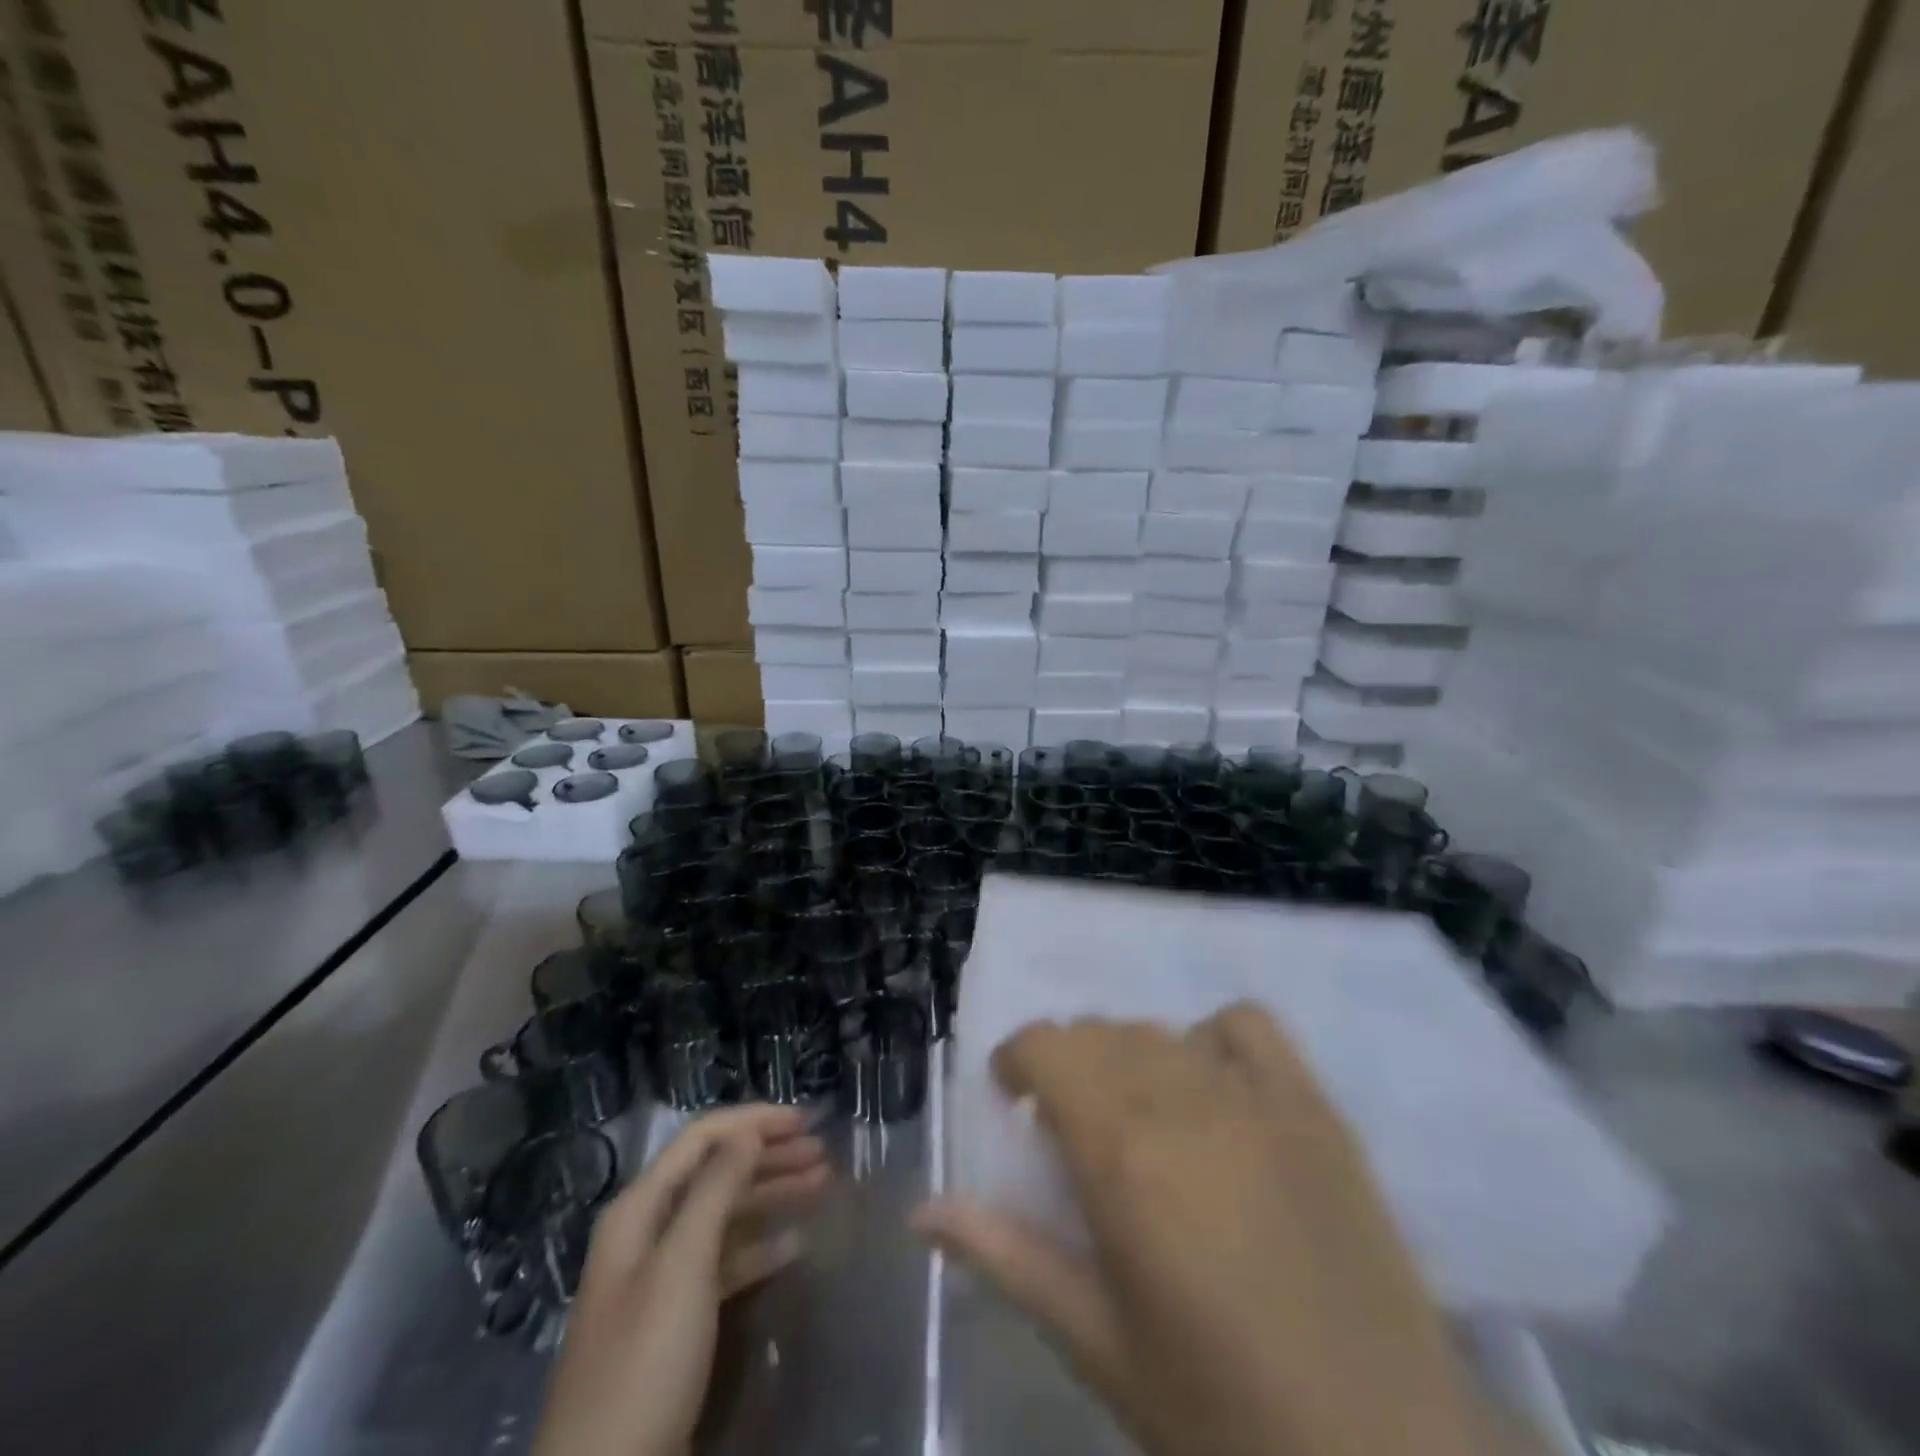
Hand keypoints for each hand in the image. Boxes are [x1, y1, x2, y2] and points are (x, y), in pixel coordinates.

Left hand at [532, 1104, 828, 1455]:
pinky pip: (726, 1261)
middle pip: (715, 1172)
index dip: (753, 1122)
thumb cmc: (644, 1364)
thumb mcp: (681, 1268)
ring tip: (822, 1186)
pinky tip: (796, 1246)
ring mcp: (662, 1277)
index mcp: (640, 1209)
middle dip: (768, 1156)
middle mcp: (649, 1231)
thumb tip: (746, 1131)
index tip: (805, 1120)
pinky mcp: (677, 1319)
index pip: (702, 1139)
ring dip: (771, 1195)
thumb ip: (715, 1190)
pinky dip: (761, 1247)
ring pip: (725, 1214)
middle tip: (822, 1154)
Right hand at [914, 1006, 1482, 1455]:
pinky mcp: (1314, 1107)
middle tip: (1070, 1126)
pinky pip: (1246, 1025)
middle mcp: (1182, 1101)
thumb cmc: (1222, 1417)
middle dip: (1067, 1064)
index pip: (1047, 1047)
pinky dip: (1211, 1038)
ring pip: (1159, 1030)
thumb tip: (921, 1212)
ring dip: (1128, 1056)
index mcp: (1122, 1154)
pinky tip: (1212, 1086)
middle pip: (1098, 1033)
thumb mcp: (1096, 1343)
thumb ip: (1005, 1257)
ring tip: (1138, 1114)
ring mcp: (1256, 1097)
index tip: (1012, 1097)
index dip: (1017, 1058)